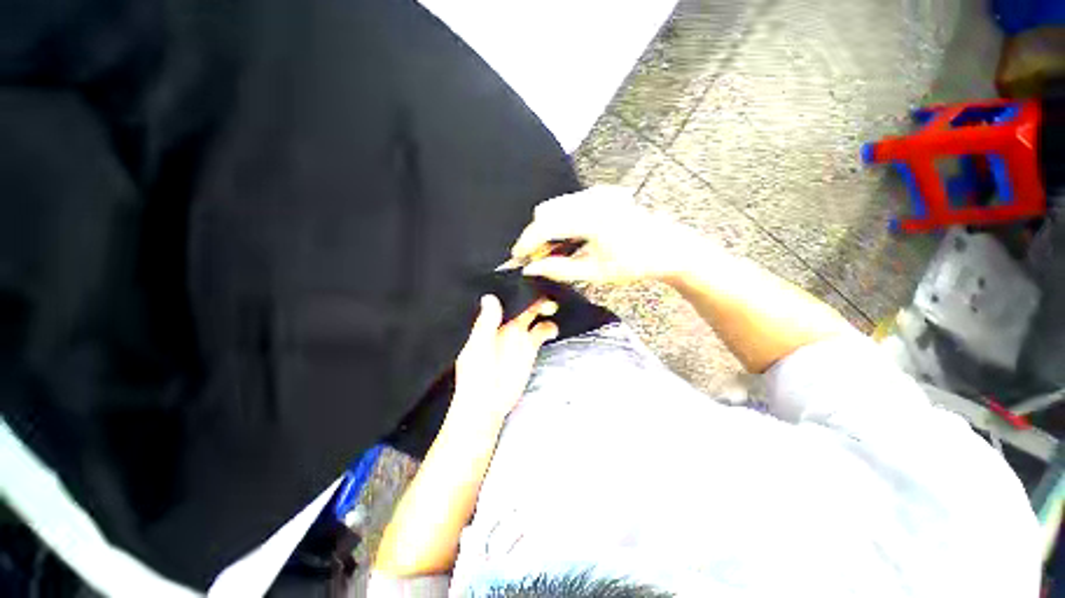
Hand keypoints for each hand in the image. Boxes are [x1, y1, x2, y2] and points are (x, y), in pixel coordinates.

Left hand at [449, 295, 558, 428]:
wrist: (486, 404)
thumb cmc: (475, 376)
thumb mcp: (478, 348)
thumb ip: (485, 323)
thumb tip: (489, 296)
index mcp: (490, 322)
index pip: (503, 300)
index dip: (513, 289)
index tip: (524, 276)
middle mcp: (505, 324)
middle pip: (521, 303)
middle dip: (532, 294)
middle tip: (544, 286)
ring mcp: (519, 335)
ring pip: (534, 314)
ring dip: (543, 307)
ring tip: (553, 305)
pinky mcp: (530, 347)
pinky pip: (542, 332)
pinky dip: (550, 327)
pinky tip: (553, 327)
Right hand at [510, 186, 696, 283]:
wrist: (667, 248)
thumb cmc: (635, 264)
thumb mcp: (595, 273)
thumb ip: (559, 269)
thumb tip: (531, 269)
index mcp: (592, 218)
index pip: (545, 225)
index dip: (527, 242)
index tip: (516, 257)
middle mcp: (592, 198)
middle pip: (546, 212)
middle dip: (536, 236)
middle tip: (538, 259)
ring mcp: (597, 192)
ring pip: (555, 207)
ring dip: (548, 229)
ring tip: (553, 252)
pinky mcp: (601, 193)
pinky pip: (568, 205)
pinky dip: (561, 222)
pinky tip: (567, 239)